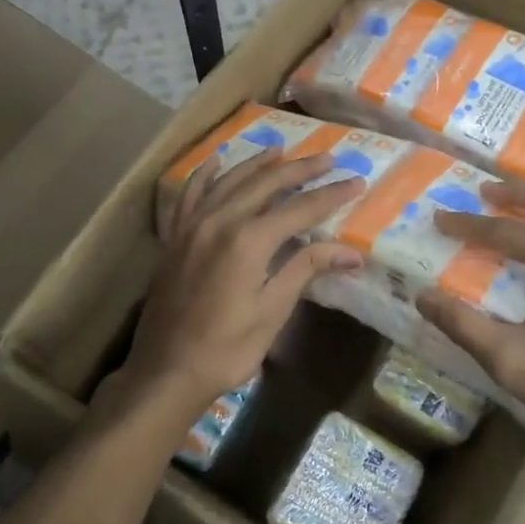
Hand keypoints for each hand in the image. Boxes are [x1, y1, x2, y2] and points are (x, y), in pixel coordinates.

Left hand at [119, 149, 362, 420]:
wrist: (166, 371)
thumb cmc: (227, 348)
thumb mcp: (273, 311)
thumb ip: (307, 269)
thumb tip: (353, 252)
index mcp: (249, 240)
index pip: (301, 209)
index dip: (332, 195)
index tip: (358, 181)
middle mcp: (220, 221)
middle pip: (266, 184)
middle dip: (300, 169)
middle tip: (328, 158)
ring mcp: (193, 225)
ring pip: (229, 181)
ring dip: (258, 164)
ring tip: (282, 151)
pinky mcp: (176, 237)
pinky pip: (190, 194)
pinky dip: (205, 174)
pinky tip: (217, 162)